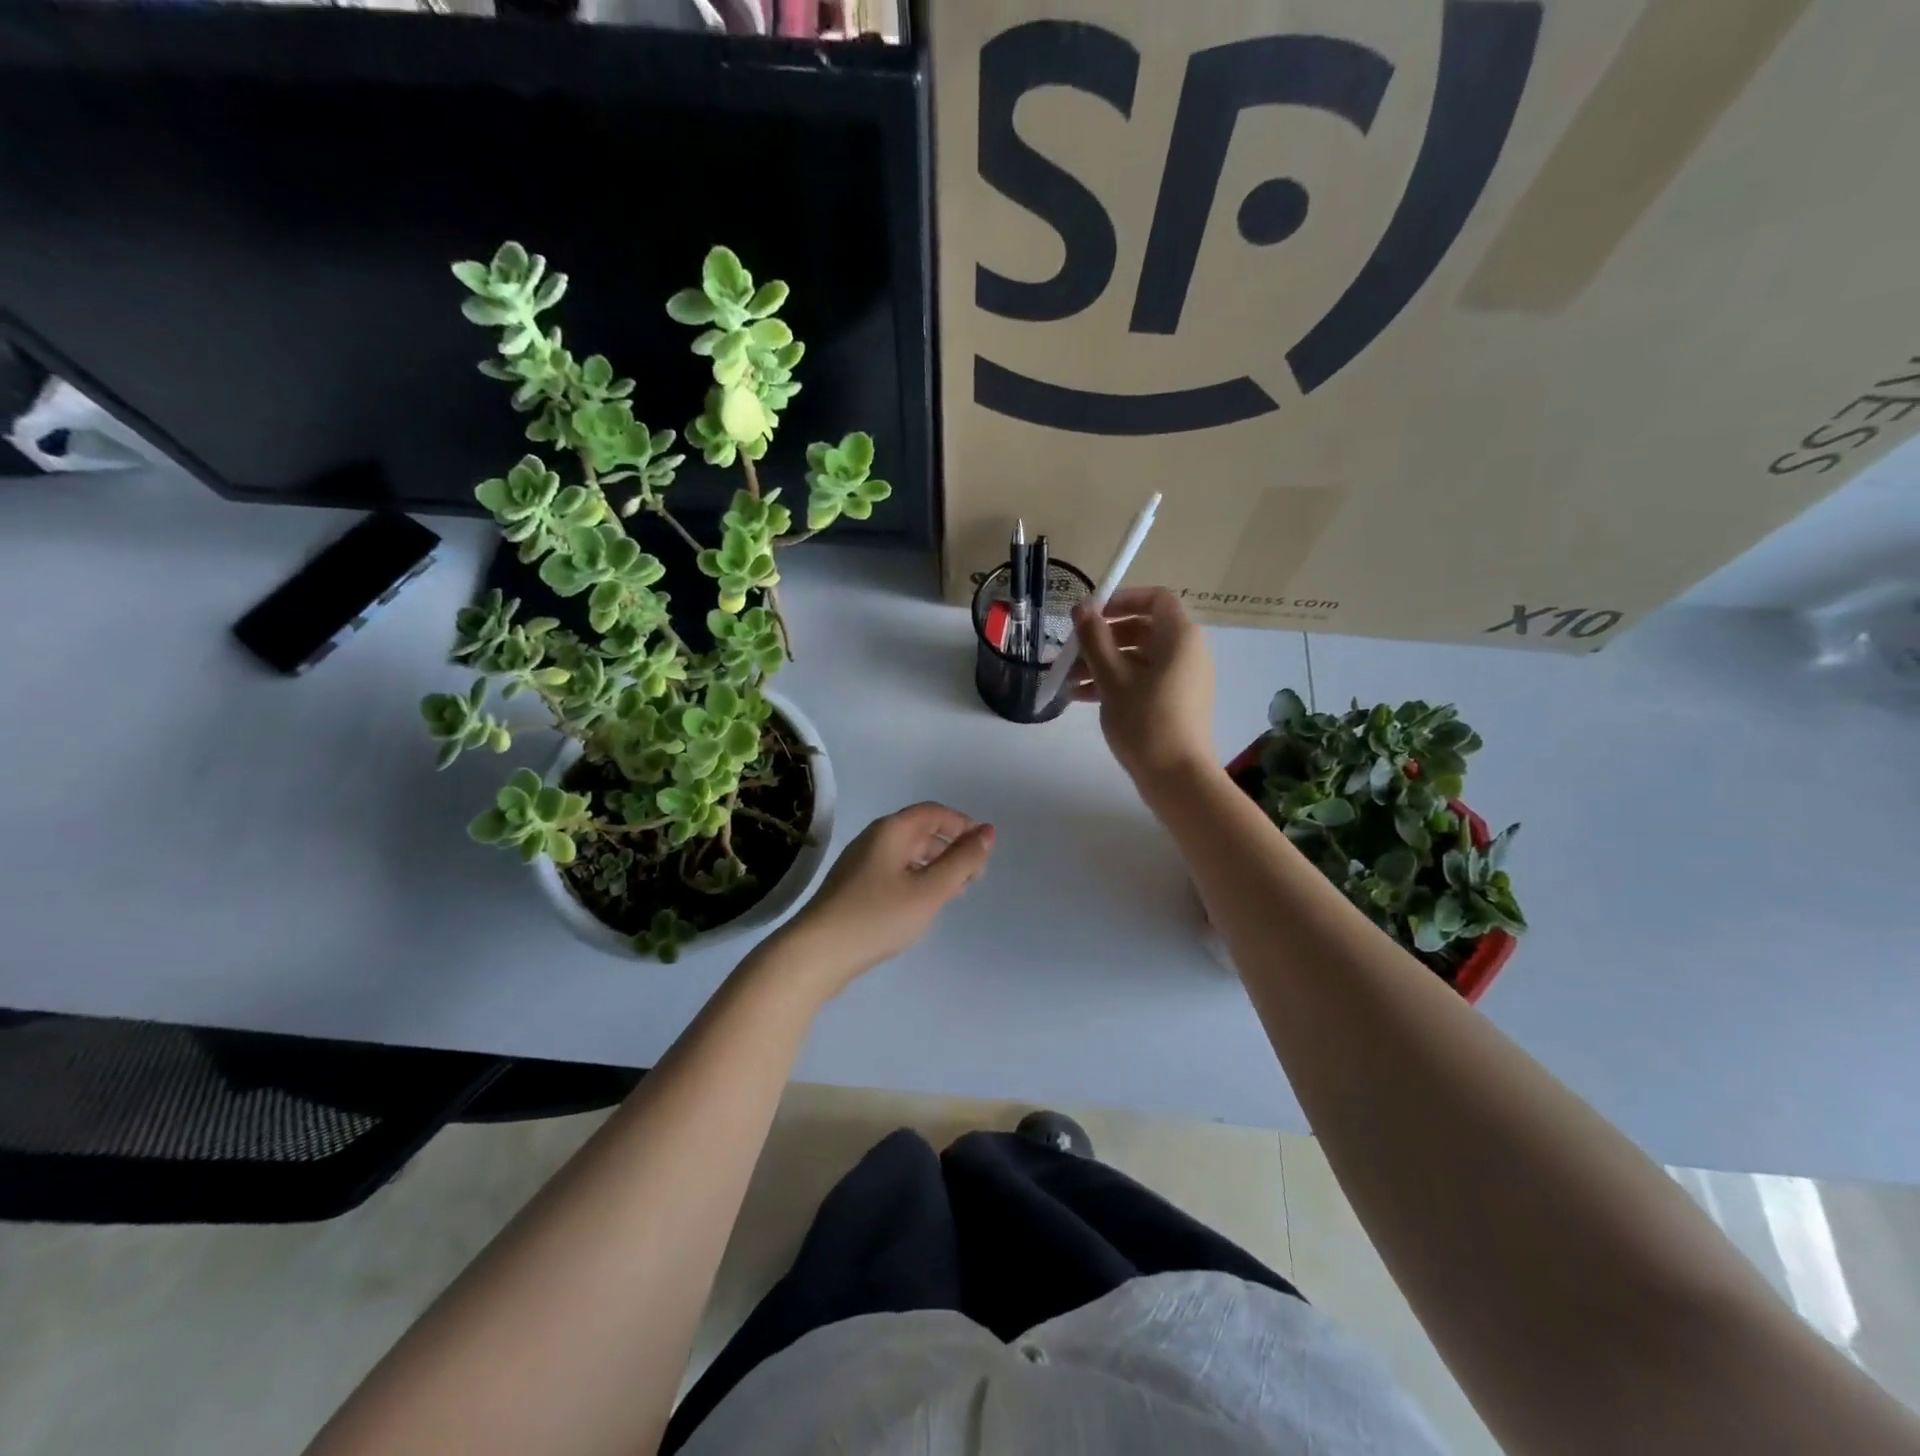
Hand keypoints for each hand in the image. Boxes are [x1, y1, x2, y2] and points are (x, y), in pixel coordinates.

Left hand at [770, 803, 994, 995]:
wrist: (817, 954)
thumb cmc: (877, 917)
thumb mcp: (929, 890)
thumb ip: (962, 861)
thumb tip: (988, 831)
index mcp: (891, 831)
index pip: (934, 813)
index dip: (962, 824)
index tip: (984, 849)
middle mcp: (874, 839)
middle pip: (921, 832)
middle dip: (951, 848)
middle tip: (975, 876)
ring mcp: (861, 863)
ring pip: (908, 854)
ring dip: (935, 866)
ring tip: (956, 892)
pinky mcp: (854, 887)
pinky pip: (894, 872)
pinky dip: (917, 880)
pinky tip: (924, 904)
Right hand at [1070, 587, 1216, 784]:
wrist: (1176, 777)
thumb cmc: (1145, 720)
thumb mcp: (1112, 677)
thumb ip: (1094, 638)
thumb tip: (1082, 608)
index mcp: (1180, 636)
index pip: (1155, 598)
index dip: (1122, 599)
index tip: (1091, 614)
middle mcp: (1187, 651)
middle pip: (1142, 628)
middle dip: (1102, 638)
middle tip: (1072, 651)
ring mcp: (1182, 678)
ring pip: (1138, 657)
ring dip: (1102, 663)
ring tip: (1068, 680)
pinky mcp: (1175, 702)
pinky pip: (1143, 679)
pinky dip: (1115, 682)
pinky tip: (1082, 697)